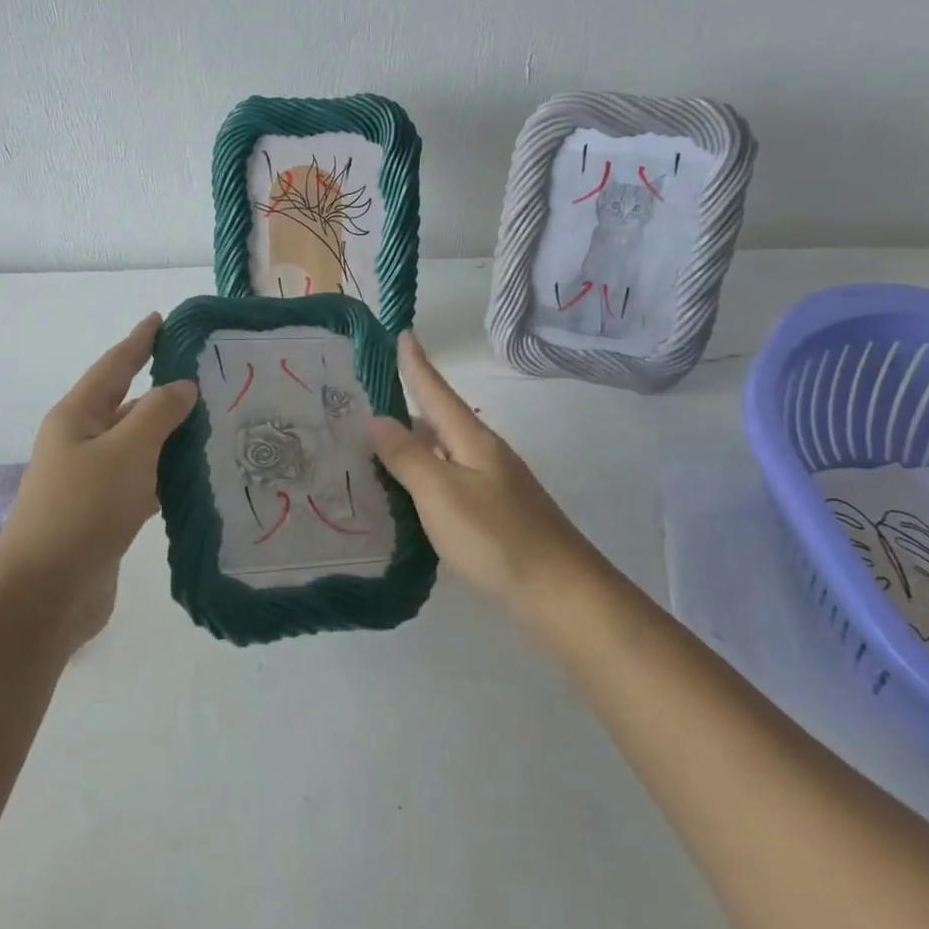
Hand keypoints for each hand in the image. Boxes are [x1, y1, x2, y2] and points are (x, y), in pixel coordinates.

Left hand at [0, 314, 196, 651]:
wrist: (47, 594)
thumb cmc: (82, 510)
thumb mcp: (125, 451)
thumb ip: (158, 413)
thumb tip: (181, 387)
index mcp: (77, 417)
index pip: (114, 366)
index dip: (139, 341)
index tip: (162, 319)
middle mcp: (82, 442)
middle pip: (128, 405)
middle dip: (165, 390)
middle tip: (211, 377)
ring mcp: (93, 481)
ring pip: (139, 446)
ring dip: (172, 435)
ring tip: (217, 422)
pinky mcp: (106, 515)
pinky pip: (143, 481)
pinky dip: (169, 474)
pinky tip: (200, 475)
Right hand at [368, 334, 603, 620]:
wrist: (561, 595)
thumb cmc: (496, 538)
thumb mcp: (442, 494)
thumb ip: (407, 457)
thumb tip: (377, 419)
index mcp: (473, 440)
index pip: (436, 392)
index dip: (416, 365)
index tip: (402, 333)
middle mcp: (485, 455)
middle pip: (440, 421)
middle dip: (408, 407)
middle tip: (366, 401)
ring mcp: (494, 486)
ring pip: (445, 455)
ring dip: (414, 447)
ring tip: (376, 448)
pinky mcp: (496, 516)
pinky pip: (451, 483)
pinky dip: (425, 480)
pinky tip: (409, 497)